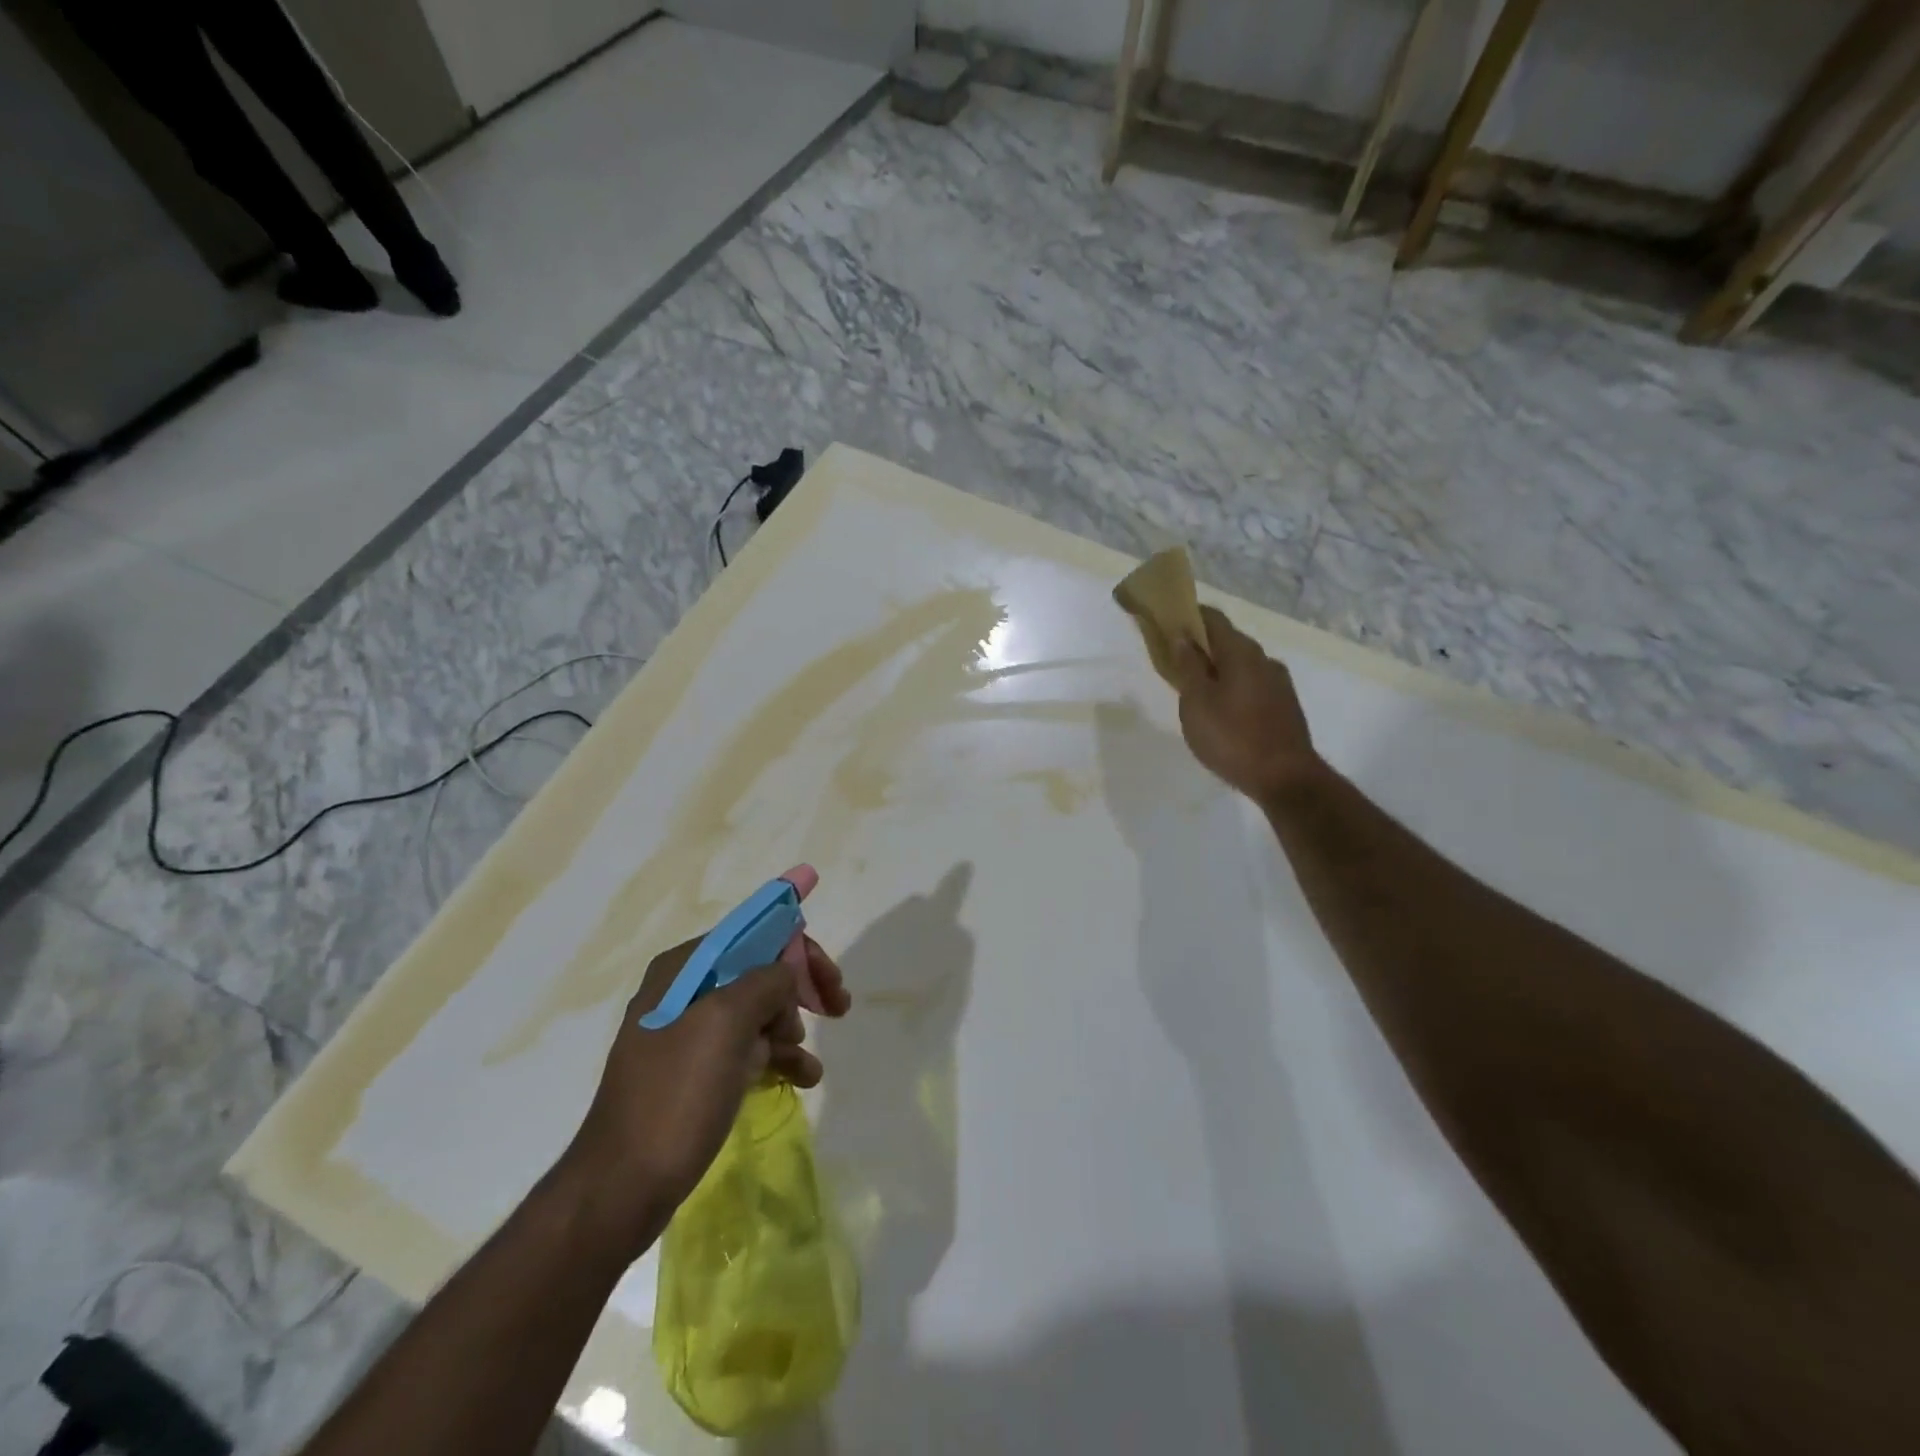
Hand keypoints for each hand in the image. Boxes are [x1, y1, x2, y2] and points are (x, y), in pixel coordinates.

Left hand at [553, 865, 850, 1261]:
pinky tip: (804, 1076)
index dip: (795, 941)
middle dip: (799, 986)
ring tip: (808, 1058)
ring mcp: (689, 1034)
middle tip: (838, 1004)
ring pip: (758, 1010)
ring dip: (791, 1025)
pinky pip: (748, 1048)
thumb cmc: (675, 1096)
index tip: (830, 968)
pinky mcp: (696, 1073)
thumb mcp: (726, 1025)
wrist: (622, 1188)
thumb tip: (786, 972)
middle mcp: (684, 992)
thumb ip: (766, 981)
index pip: (751, 932)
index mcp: (684, 969)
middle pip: (759, 970)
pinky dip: (778, 1056)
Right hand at [1170, 605, 1323, 803]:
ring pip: (1240, 665)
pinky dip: (1232, 687)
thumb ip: (1188, 666)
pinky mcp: (1284, 706)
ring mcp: (1278, 683)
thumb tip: (1181, 636)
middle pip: (1228, 641)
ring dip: (1217, 669)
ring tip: (1195, 691)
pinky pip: (1251, 684)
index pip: (1212, 618)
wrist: (1285, 778)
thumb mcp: (1196, 702)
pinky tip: (1221, 710)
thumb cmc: (1232, 737)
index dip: (1188, 616)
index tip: (1167, 623)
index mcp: (1241, 652)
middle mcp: (1264, 659)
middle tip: (1174, 662)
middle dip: (1201, 646)